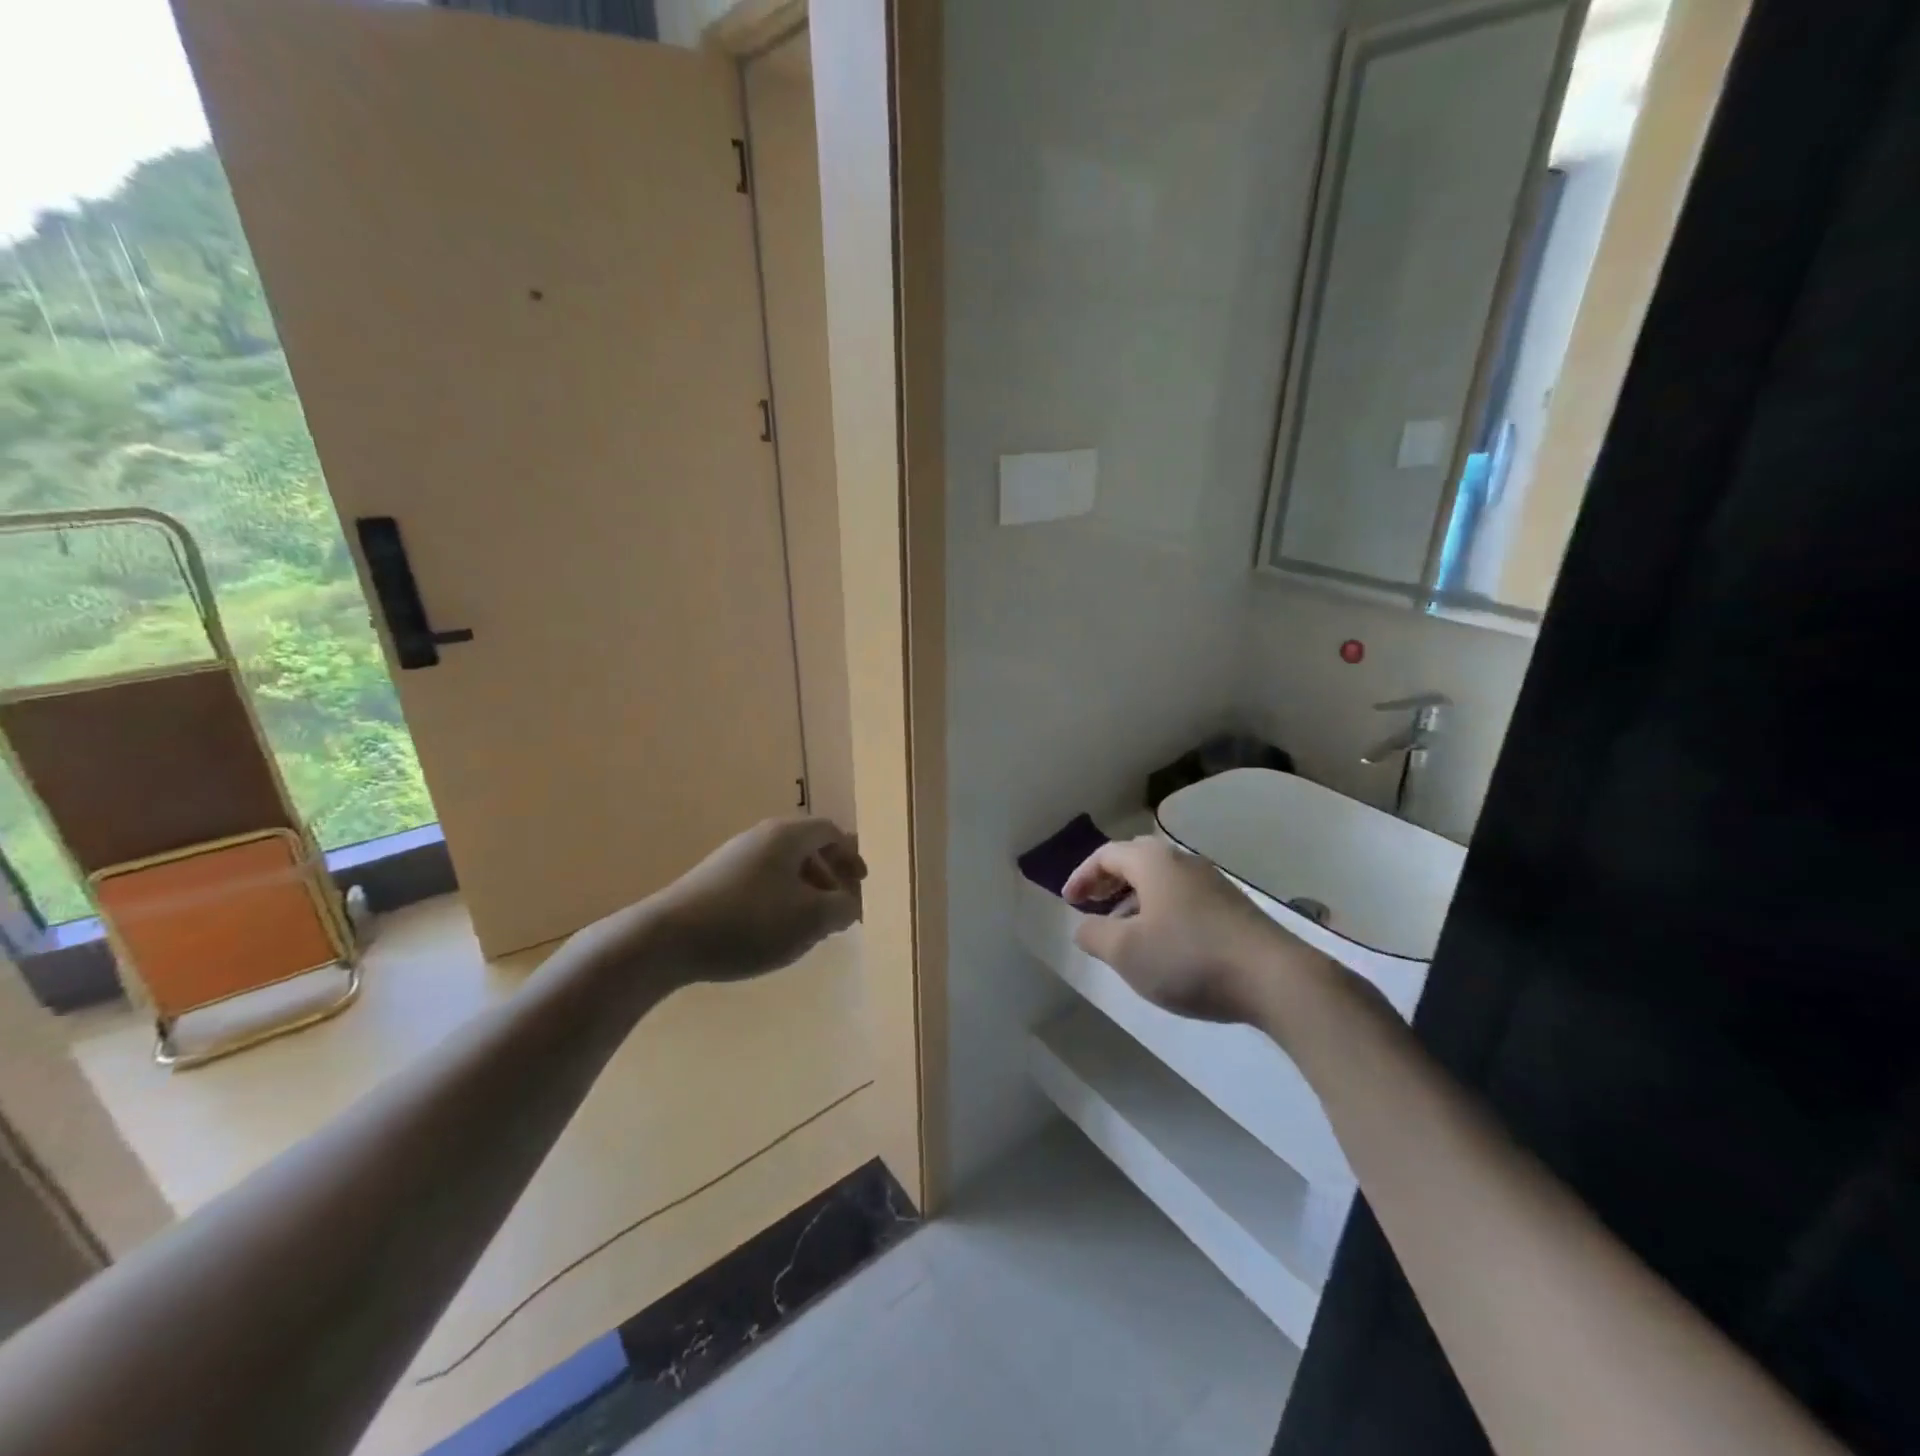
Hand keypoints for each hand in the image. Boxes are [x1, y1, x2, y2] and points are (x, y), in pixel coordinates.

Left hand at [647, 817, 866, 981]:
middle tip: (839, 907)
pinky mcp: (712, 882)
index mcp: (787, 836)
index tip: (860, 884)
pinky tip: (772, 932)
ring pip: (782, 867)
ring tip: (808, 926)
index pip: (830, 832)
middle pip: (806, 848)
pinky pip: (759, 882)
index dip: (851, 856)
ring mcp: (732, 858)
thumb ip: (842, 909)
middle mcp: (760, 838)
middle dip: (829, 876)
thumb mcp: (811, 920)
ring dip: (804, 891)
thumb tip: (851, 904)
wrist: (667, 939)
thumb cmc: (750, 922)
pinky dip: (778, 900)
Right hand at [1064, 836, 1317, 1022]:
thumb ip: (1095, 935)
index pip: (1106, 855)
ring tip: (1123, 930)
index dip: (1082, 876)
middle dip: (1109, 882)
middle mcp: (1183, 862)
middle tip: (1091, 906)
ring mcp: (1213, 882)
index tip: (1068, 902)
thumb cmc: (1189, 958)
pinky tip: (1164, 943)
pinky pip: (1183, 897)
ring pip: (1162, 880)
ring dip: (1135, 898)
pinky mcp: (1234, 907)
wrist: (1275, 978)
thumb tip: (1083, 926)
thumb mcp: (1127, 952)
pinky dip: (1161, 910)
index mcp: (1153, 862)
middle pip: (1135, 860)